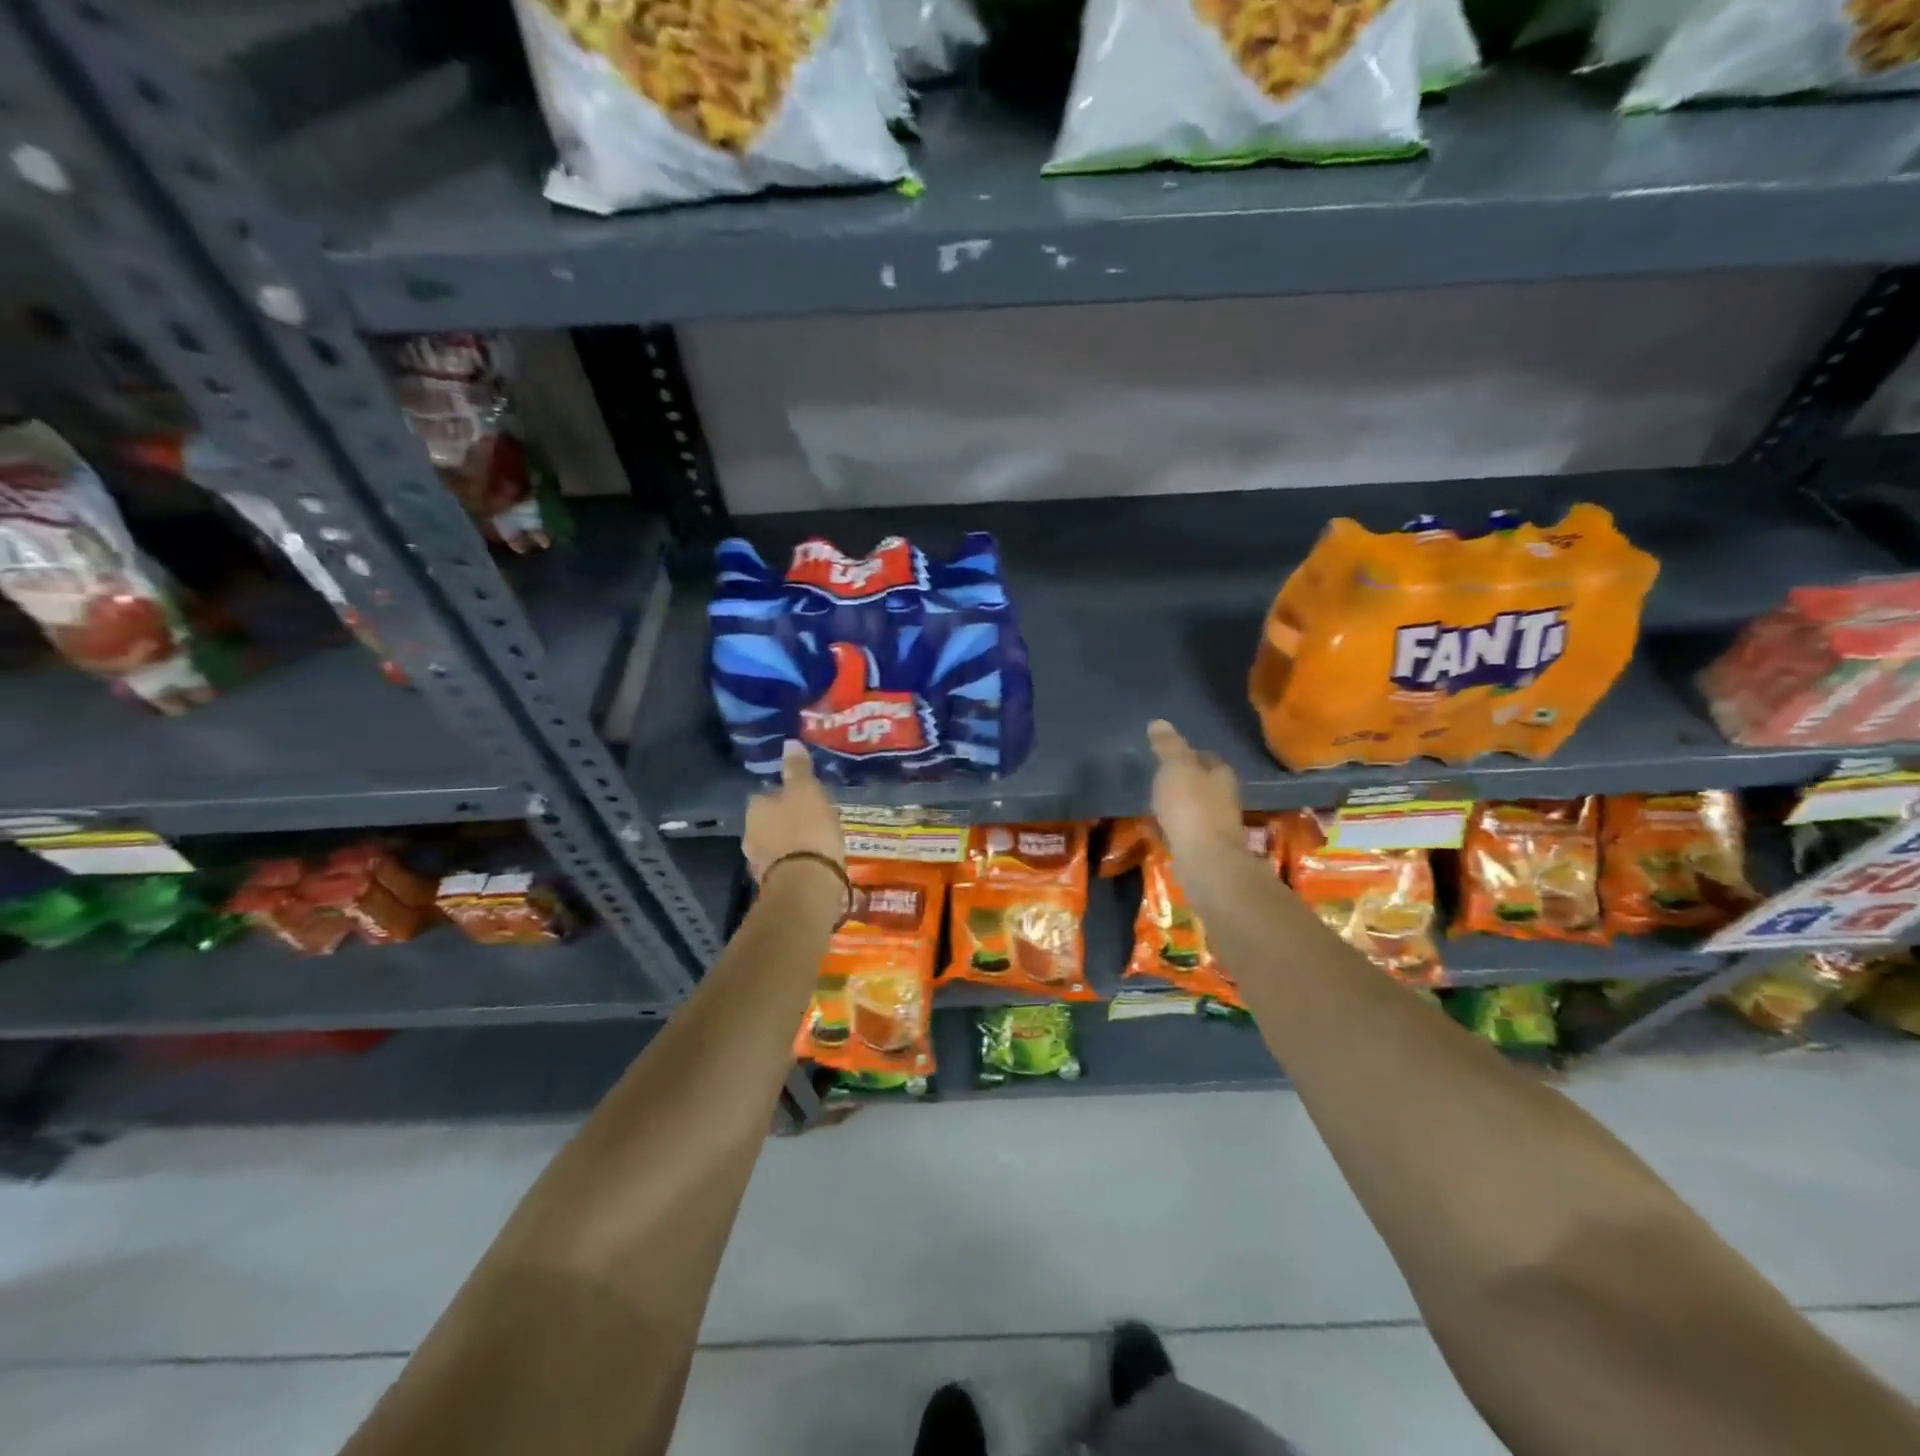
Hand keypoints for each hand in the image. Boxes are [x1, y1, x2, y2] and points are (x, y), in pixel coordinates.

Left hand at [744, 740, 845, 883]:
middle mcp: (749, 833)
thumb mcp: (807, 791)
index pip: (766, 794)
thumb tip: (789, 742)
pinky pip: (785, 866)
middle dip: (786, 821)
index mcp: (755, 807)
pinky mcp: (773, 884)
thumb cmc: (807, 830)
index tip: (805, 798)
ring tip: (816, 843)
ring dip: (790, 844)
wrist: (807, 884)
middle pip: (769, 821)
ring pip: (776, 845)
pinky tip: (814, 864)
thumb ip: (797, 768)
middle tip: (813, 820)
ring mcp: (759, 862)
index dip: (785, 795)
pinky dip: (796, 863)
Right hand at [1147, 719, 1246, 864]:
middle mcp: (1225, 797)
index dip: (1189, 754)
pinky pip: (1188, 830)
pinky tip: (1160, 828)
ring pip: (1196, 807)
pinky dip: (1175, 826)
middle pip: (1204, 782)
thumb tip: (1158, 722)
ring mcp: (1217, 825)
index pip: (1207, 757)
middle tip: (1160, 777)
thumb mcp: (1175, 768)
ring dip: (1180, 804)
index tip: (1169, 754)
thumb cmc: (1191, 807)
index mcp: (1221, 774)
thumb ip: (1168, 746)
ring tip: (1156, 802)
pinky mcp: (1207, 848)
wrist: (1206, 860)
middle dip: (1185, 780)